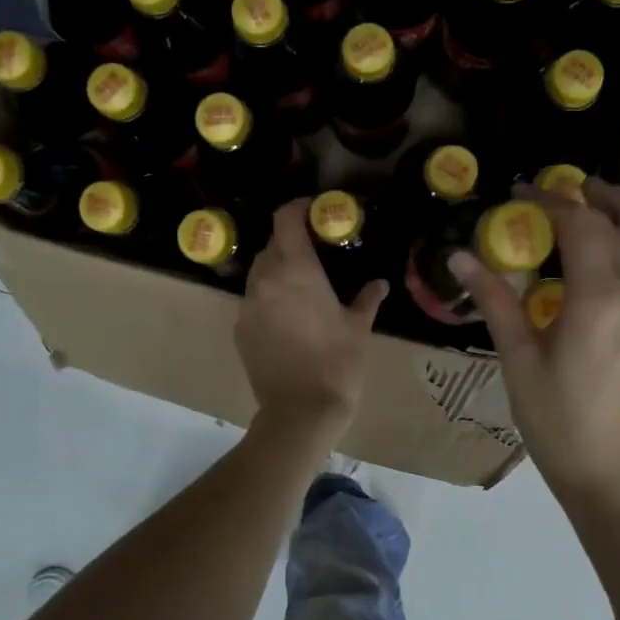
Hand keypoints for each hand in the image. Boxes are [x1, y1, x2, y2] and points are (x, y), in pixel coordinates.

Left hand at [236, 198, 388, 435]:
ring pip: (258, 274)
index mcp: (297, 272)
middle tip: (312, 253)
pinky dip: (267, 299)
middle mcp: (266, 281)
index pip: (285, 221)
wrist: (301, 411)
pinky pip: (252, 302)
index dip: (296, 207)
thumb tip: (380, 284)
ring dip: (276, 271)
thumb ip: (368, 299)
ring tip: (299, 288)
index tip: (311, 209)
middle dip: (289, 243)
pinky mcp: (239, 329)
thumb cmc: (338, 364)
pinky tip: (286, 319)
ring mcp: (248, 306)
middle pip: (271, 246)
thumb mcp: (359, 328)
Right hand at [450, 178, 619, 511]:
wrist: (610, 471)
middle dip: (599, 197)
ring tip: (599, 211)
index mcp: (601, 300)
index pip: (581, 226)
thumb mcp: (518, 360)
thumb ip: (494, 300)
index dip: (550, 202)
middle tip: (567, 190)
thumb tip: (458, 257)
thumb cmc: (555, 421)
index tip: (520, 192)